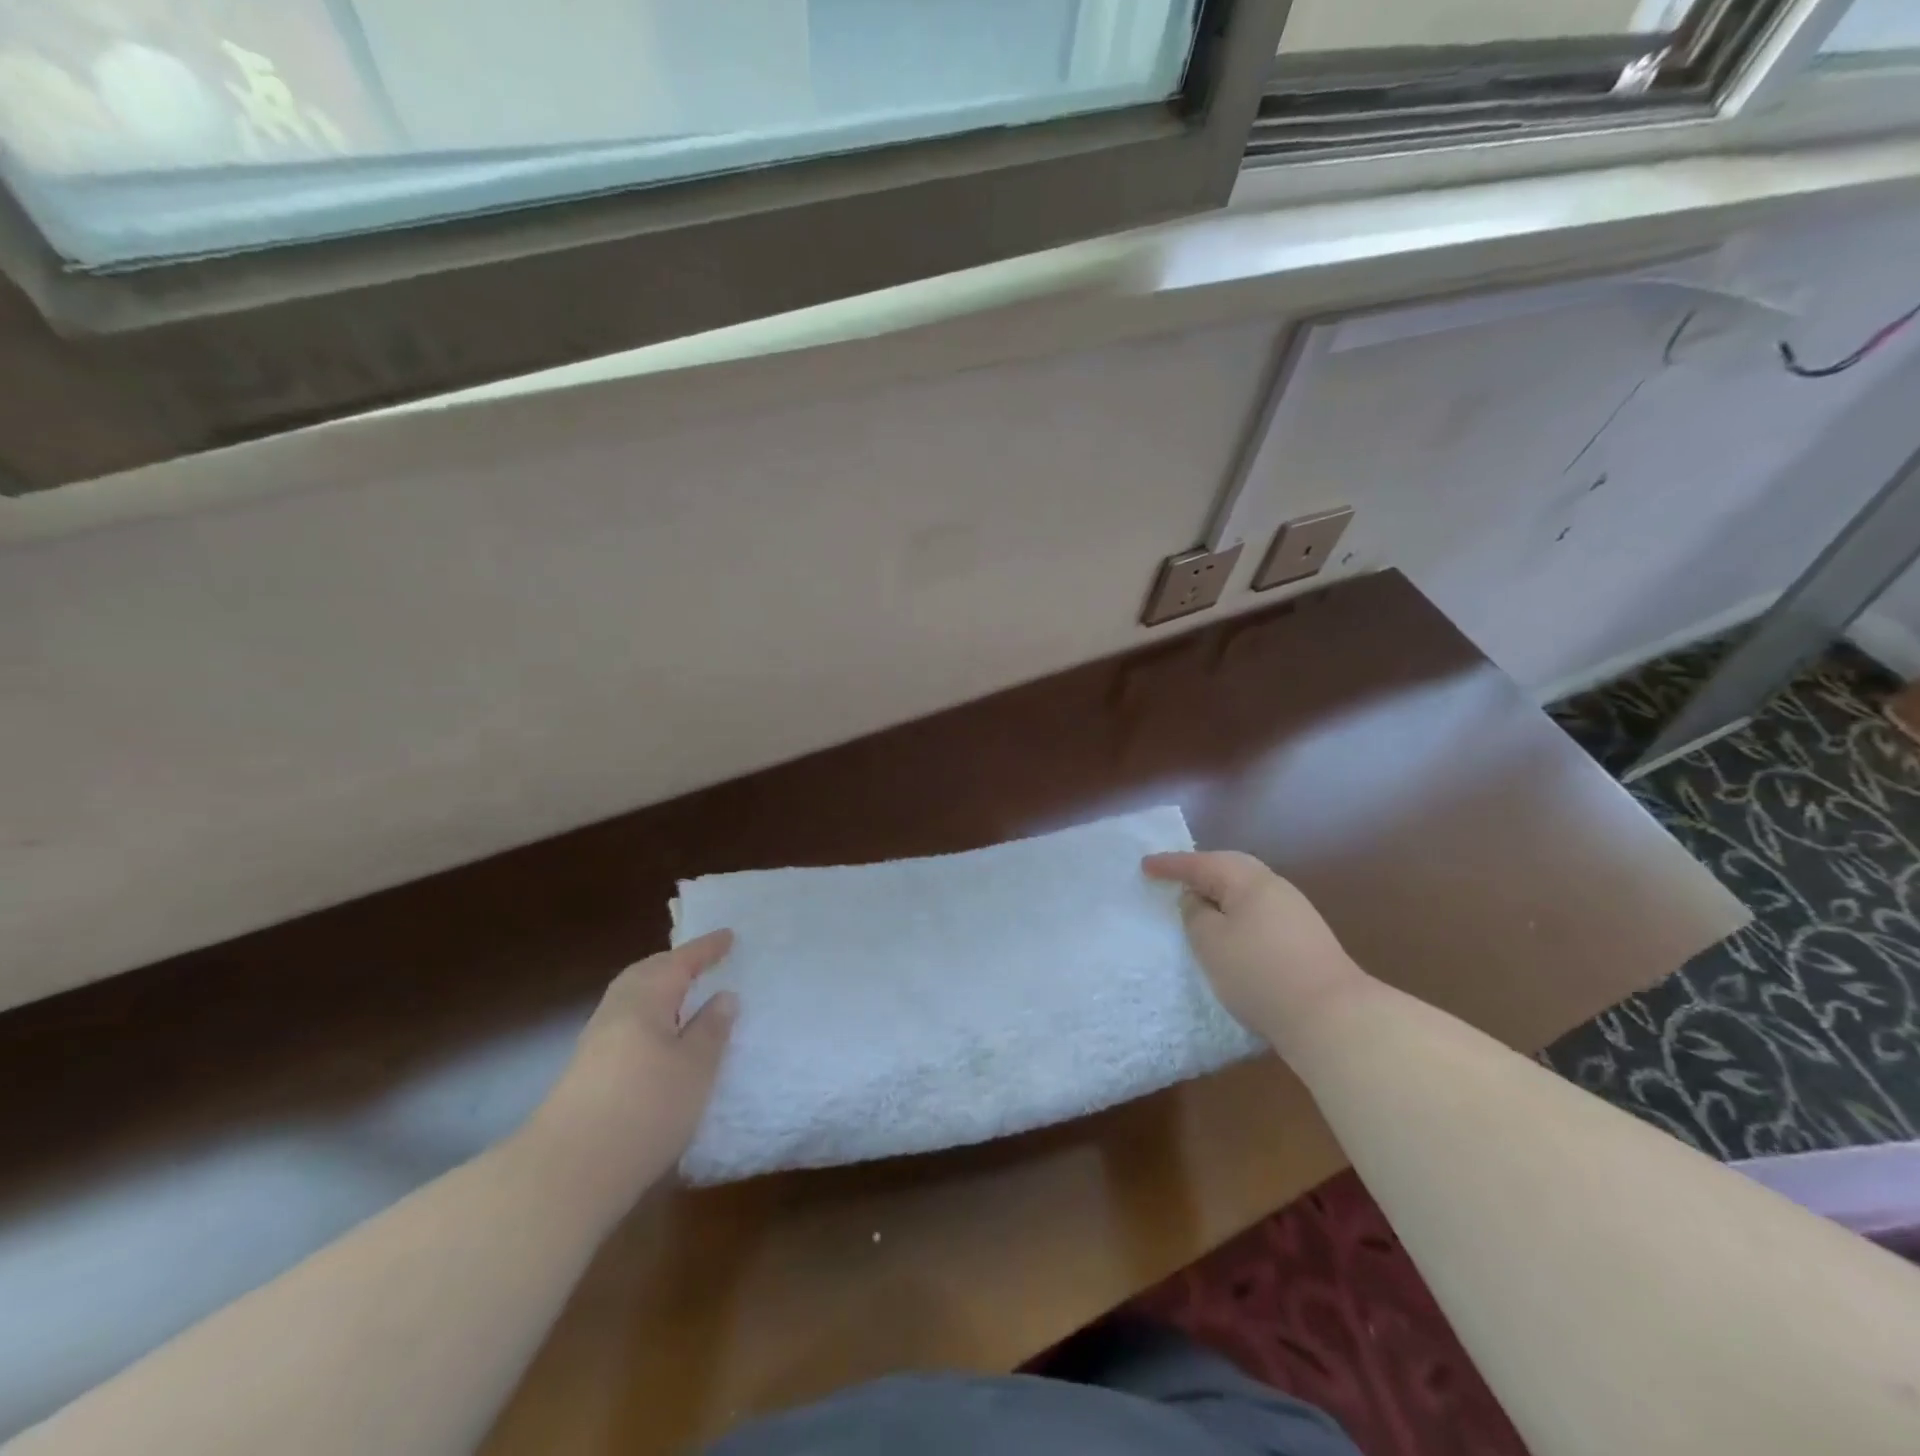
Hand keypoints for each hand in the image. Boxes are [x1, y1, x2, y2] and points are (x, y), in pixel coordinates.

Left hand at [528, 931, 738, 1207]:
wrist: (566, 1173)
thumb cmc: (645, 1108)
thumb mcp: (696, 1067)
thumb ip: (711, 1029)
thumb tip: (724, 996)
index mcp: (645, 999)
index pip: (680, 962)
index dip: (706, 949)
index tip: (729, 936)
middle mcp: (616, 1011)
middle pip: (647, 974)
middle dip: (676, 963)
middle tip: (703, 961)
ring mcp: (596, 1042)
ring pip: (633, 998)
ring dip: (660, 989)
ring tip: (685, 995)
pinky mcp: (587, 1072)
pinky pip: (626, 1022)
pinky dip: (649, 1015)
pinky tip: (661, 1038)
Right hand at [1143, 851, 1365, 1053]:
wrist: (1333, 1017)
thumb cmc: (1259, 973)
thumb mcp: (1211, 942)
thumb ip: (1195, 914)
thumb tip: (1198, 900)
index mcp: (1249, 880)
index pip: (1200, 863)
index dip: (1170, 865)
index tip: (1144, 866)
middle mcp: (1274, 887)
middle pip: (1229, 869)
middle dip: (1199, 871)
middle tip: (1173, 877)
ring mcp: (1295, 912)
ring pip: (1246, 891)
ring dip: (1219, 893)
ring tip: (1197, 904)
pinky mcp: (1304, 939)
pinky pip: (1258, 911)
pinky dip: (1237, 913)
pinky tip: (1230, 931)